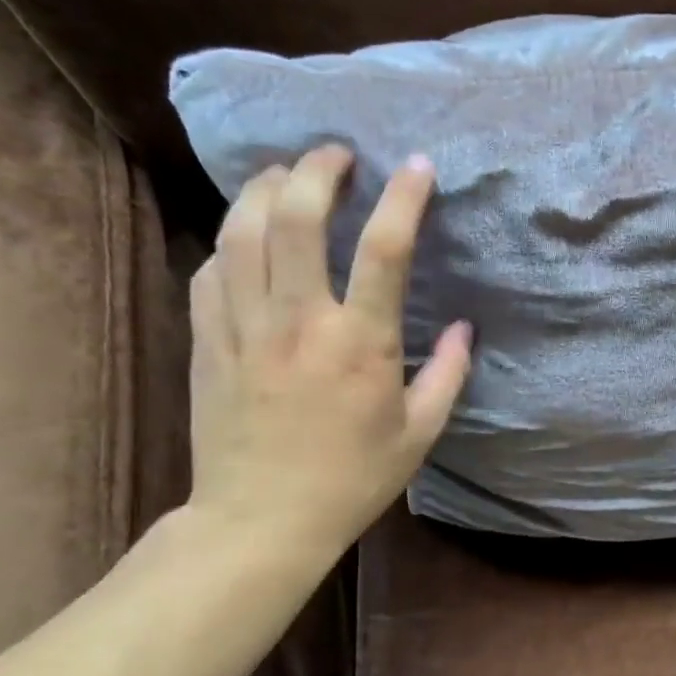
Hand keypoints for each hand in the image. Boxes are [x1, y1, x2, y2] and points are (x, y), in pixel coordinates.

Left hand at [186, 144, 471, 557]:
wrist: (260, 521)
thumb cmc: (352, 479)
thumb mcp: (420, 433)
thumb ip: (449, 374)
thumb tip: (467, 328)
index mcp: (361, 344)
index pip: (385, 250)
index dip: (405, 198)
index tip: (418, 166)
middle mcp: (299, 322)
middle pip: (295, 217)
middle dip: (317, 170)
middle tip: (337, 154)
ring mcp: (244, 328)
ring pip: (241, 230)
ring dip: (264, 188)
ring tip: (286, 175)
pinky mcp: (208, 341)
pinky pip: (211, 269)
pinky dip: (231, 239)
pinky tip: (247, 236)